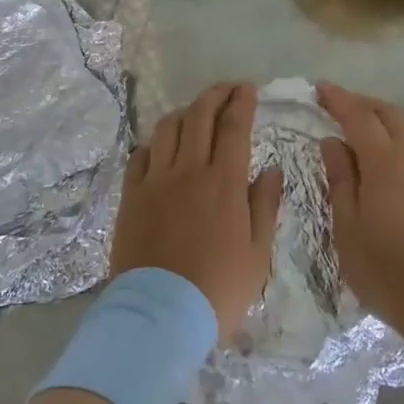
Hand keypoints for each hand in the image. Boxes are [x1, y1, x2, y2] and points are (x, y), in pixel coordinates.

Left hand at [113, 83, 283, 341]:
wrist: (160, 315)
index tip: (248, 89)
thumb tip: (272, 170)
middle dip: (215, 94)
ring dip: (185, 112)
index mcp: (224, 182)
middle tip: (228, 89)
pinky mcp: (131, 196)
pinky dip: (155, 143)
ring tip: (196, 114)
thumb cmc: (219, 289)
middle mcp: (188, 170)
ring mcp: (155, 181)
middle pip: (199, 115)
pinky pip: (141, 155)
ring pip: (167, 128)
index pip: (234, 127)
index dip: (242, 102)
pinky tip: (162, 148)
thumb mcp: (258, 254)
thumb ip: (265, 206)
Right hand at [317, 83, 403, 341]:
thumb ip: (340, 179)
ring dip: (386, 120)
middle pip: (390, 114)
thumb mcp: (348, 227)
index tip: (319, 88)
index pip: (358, 116)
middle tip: (340, 105)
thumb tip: (332, 142)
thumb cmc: (387, 269)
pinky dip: (402, 141)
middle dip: (363, 103)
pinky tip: (393, 161)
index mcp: (384, 162)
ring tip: (365, 129)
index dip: (338, 99)